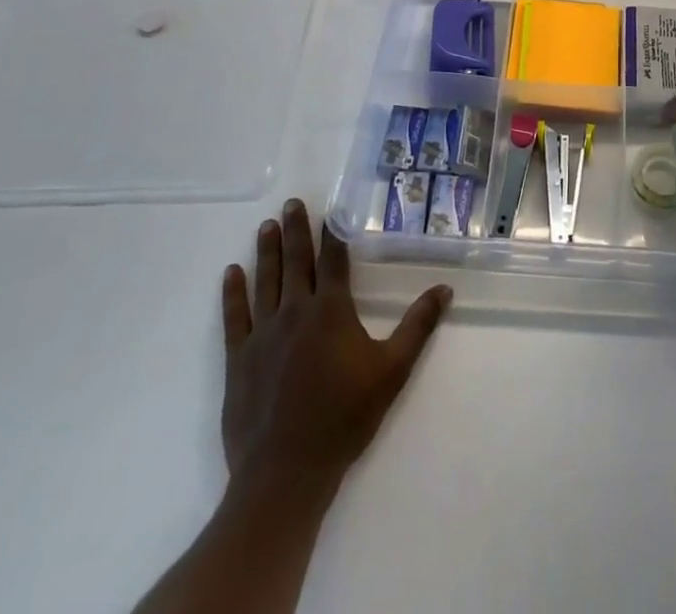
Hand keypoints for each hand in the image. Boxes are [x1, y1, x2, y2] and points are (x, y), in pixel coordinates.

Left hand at [219, 200, 451, 494]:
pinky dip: (233, 293)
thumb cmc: (344, 417)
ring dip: (267, 252)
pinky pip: (235, 317)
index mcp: (331, 310)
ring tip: (266, 226)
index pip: (333, 260)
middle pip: (296, 262)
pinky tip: (231, 273)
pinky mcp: (239, 359)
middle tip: (290, 203)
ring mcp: (263, 334)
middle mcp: (295, 311)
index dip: (332, 233)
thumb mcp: (392, 371)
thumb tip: (444, 289)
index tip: (329, 210)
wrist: (286, 472)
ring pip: (265, 282)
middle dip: (295, 230)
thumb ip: (418, 327)